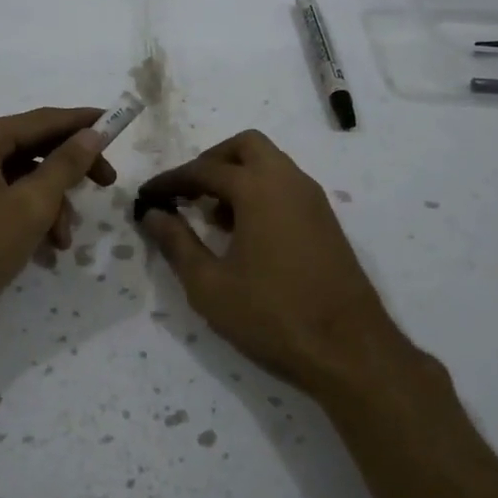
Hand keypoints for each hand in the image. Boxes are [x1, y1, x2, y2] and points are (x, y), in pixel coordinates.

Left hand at [0, 107, 114, 356]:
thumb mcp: (30, 206)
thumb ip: (65, 165)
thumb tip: (93, 133)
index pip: (42, 120)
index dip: (82, 121)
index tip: (118, 123)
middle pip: (34, 148)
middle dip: (71, 170)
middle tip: (108, 183)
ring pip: (25, 178)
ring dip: (52, 204)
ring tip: (64, 240)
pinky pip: (9, 200)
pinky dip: (32, 218)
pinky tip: (48, 248)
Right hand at [136, 130, 416, 401]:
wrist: (349, 350)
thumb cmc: (271, 316)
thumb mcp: (210, 285)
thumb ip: (177, 243)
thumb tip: (152, 214)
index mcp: (258, 188)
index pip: (204, 169)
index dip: (171, 180)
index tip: (147, 195)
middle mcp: (289, 181)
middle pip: (245, 146)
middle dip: (211, 162)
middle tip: (186, 193)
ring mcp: (313, 199)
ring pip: (270, 164)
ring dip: (237, 176)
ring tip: (211, 217)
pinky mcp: (325, 220)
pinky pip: (286, 186)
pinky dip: (260, 192)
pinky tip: (244, 233)